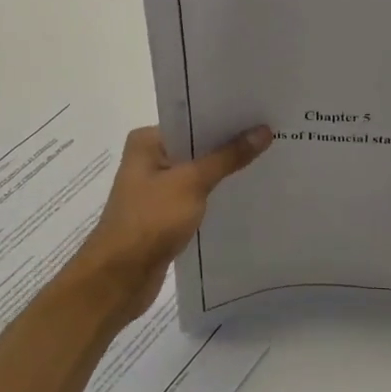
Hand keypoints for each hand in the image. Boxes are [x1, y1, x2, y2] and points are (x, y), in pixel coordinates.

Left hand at [65, 124, 271, 326]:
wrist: (118, 279)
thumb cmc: (149, 221)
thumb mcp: (192, 183)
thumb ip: (228, 157)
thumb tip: (263, 130)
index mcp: (148, 141)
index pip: (193, 119)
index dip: (226, 116)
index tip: (260, 112)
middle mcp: (150, 159)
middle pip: (198, 145)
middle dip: (230, 143)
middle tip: (272, 133)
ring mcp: (157, 188)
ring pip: (199, 171)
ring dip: (225, 170)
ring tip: (268, 159)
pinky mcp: (165, 214)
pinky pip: (197, 195)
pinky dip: (217, 194)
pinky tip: (246, 192)